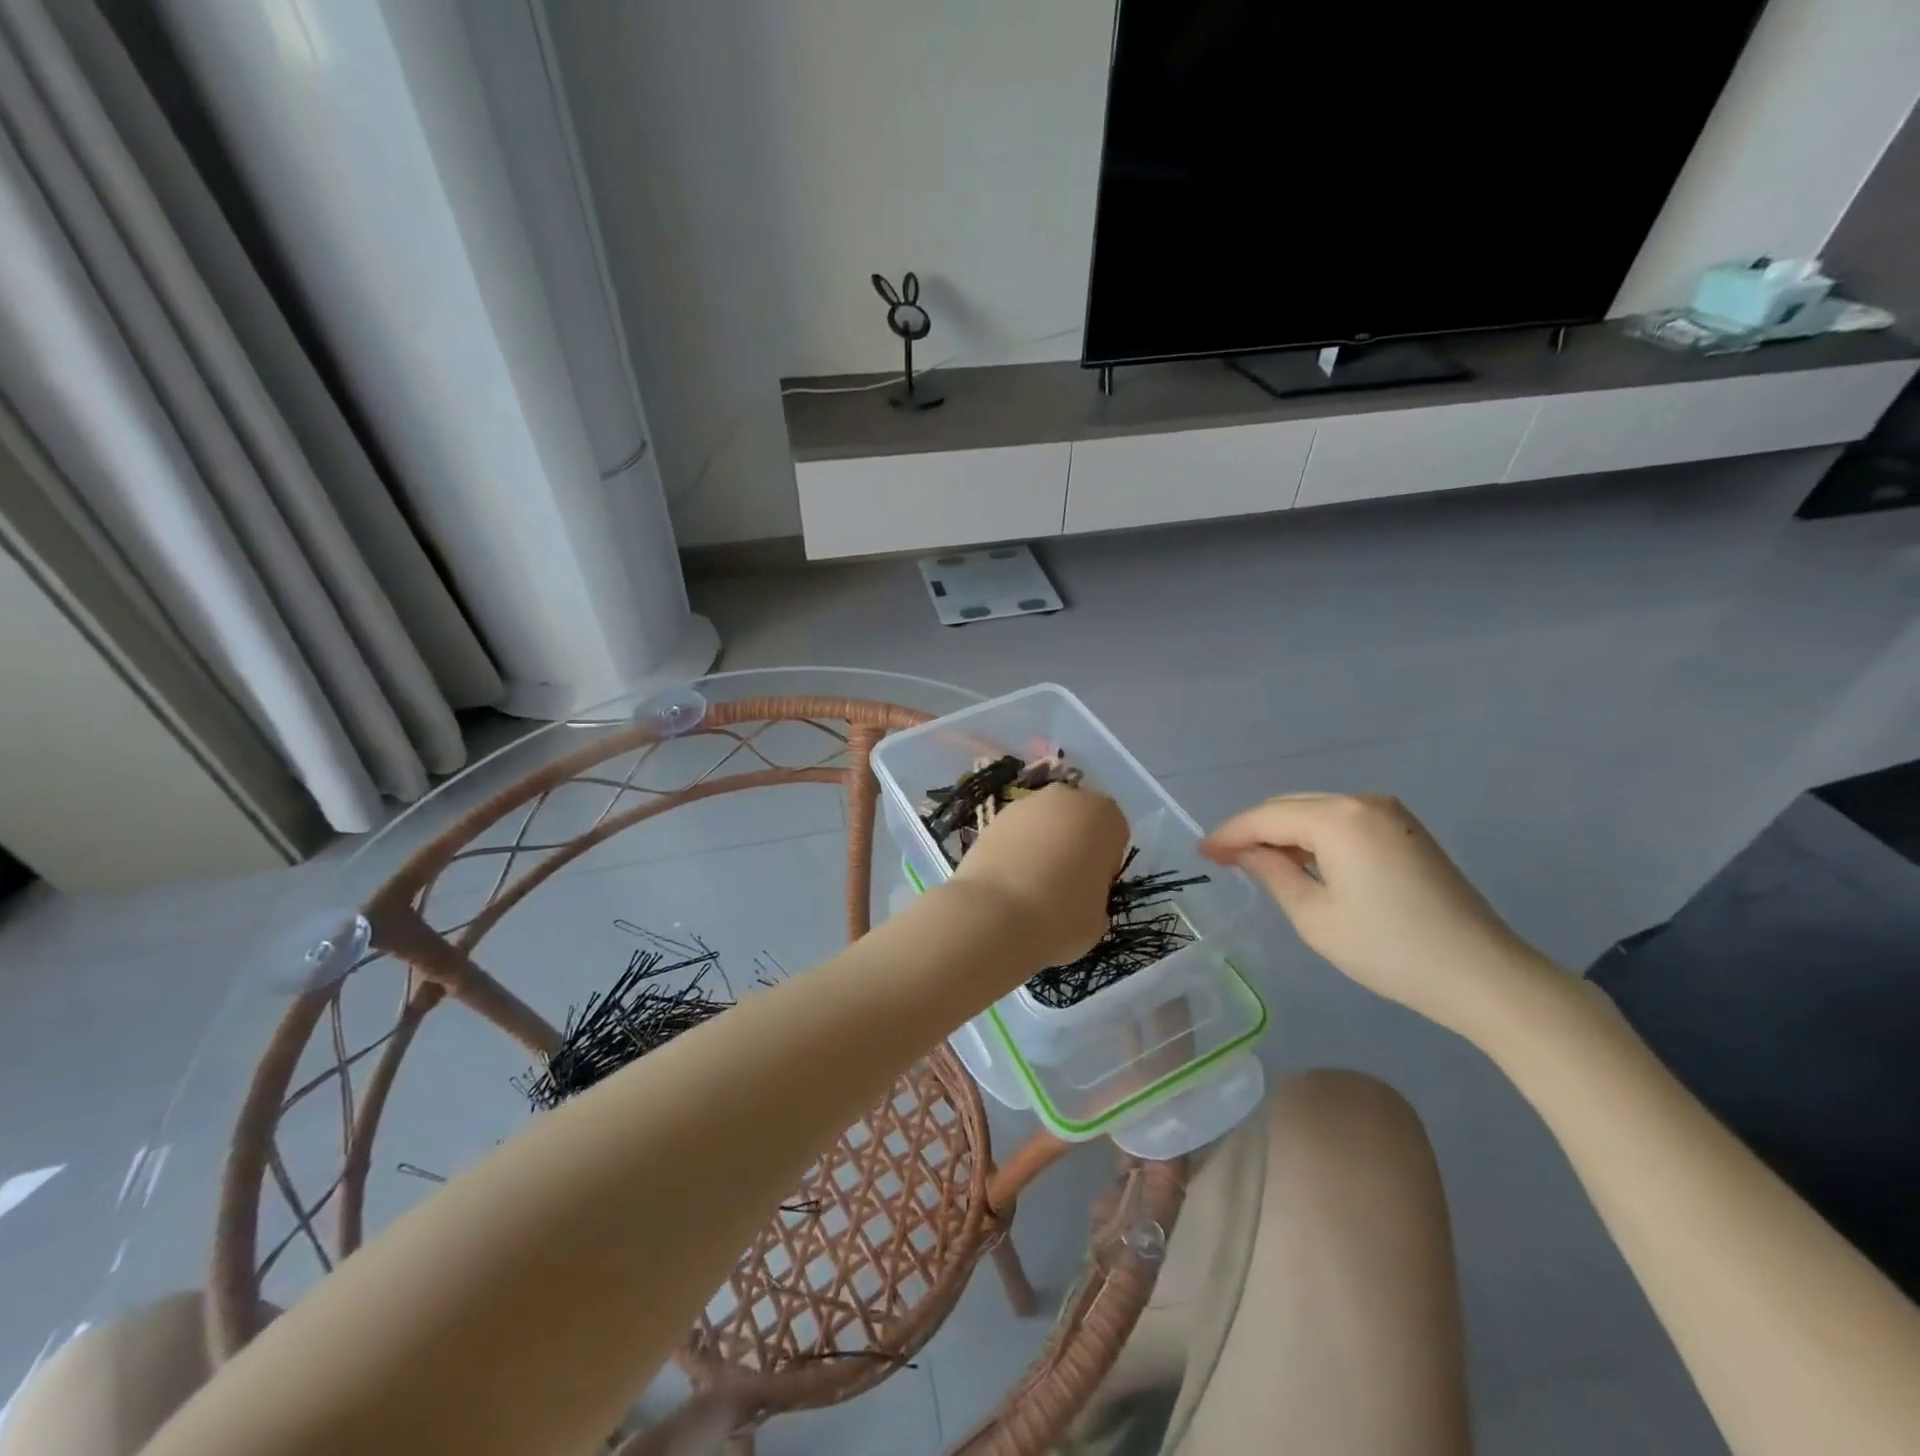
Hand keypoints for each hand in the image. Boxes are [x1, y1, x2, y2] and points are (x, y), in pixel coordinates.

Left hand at [948, 783, 1128, 971]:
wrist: (995, 915)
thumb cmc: (1062, 916)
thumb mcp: (1099, 914)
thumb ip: (1095, 889)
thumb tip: (1079, 889)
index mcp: (1104, 815)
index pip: (1114, 833)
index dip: (1105, 860)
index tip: (1094, 886)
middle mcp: (1066, 798)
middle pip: (1077, 819)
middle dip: (1074, 843)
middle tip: (1065, 881)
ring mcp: (1025, 804)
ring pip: (1044, 822)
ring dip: (1042, 843)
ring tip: (1031, 882)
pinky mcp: (992, 817)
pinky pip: (1016, 832)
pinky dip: (1015, 848)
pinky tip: (1008, 879)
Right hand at [1201, 793, 1553, 1037]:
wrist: (1483, 974)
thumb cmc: (1389, 950)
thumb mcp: (1314, 917)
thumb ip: (1273, 872)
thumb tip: (1246, 852)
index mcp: (1338, 819)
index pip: (1267, 817)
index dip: (1230, 833)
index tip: (1202, 851)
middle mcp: (1363, 802)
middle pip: (1290, 806)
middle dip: (1254, 829)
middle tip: (1223, 858)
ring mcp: (1390, 813)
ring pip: (1316, 811)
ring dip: (1283, 831)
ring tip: (1255, 861)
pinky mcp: (1405, 830)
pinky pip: (1342, 821)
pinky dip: (1313, 836)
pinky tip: (1301, 860)